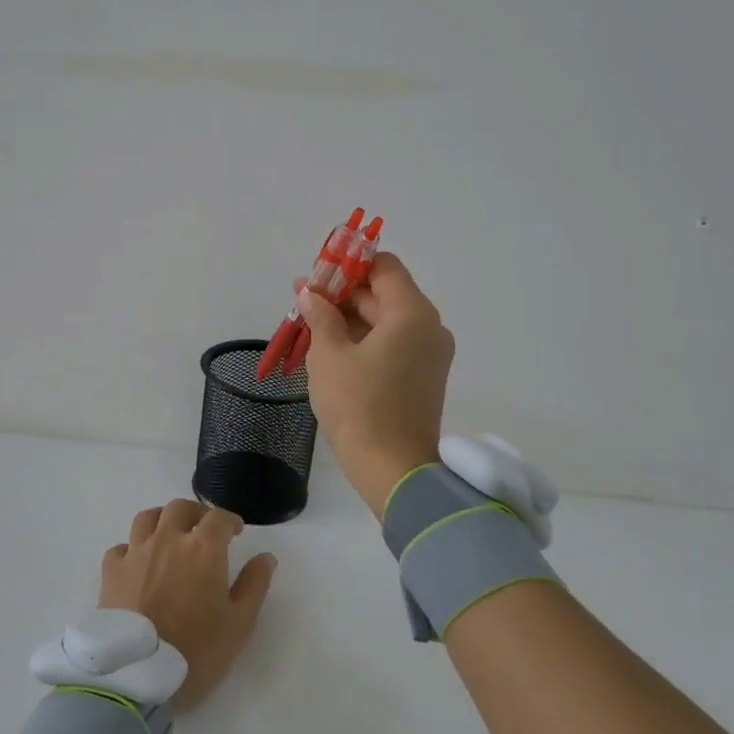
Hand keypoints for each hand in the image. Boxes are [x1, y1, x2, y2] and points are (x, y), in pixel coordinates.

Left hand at [100, 500, 277, 710]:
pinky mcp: (111, 572)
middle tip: (204, 529)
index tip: (236, 532)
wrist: (137, 676)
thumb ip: (254, 585)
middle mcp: (167, 539)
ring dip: (162, 520)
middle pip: (180, 508)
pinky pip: (121, 547)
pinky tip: (138, 563)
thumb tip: (266, 557)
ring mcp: (136, 553)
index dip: (230, 521)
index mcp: (202, 548)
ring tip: (169, 536)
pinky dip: (132, 549)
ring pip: (147, 518)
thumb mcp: (239, 624)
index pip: (218, 518)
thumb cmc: (196, 651)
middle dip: (196, 513)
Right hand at [295, 252, 454, 519]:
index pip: (384, 267)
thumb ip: (320, 315)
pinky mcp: (423, 377)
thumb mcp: (329, 355)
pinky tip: (330, 347)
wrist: (393, 470)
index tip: (317, 274)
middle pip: (385, 293)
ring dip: (350, 318)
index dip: (349, 264)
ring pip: (386, 321)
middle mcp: (429, 327)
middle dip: (343, 293)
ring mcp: (429, 354)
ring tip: (309, 324)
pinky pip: (392, 344)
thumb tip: (309, 292)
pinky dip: (364, 340)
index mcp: (412, 313)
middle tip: (303, 299)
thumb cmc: (359, 405)